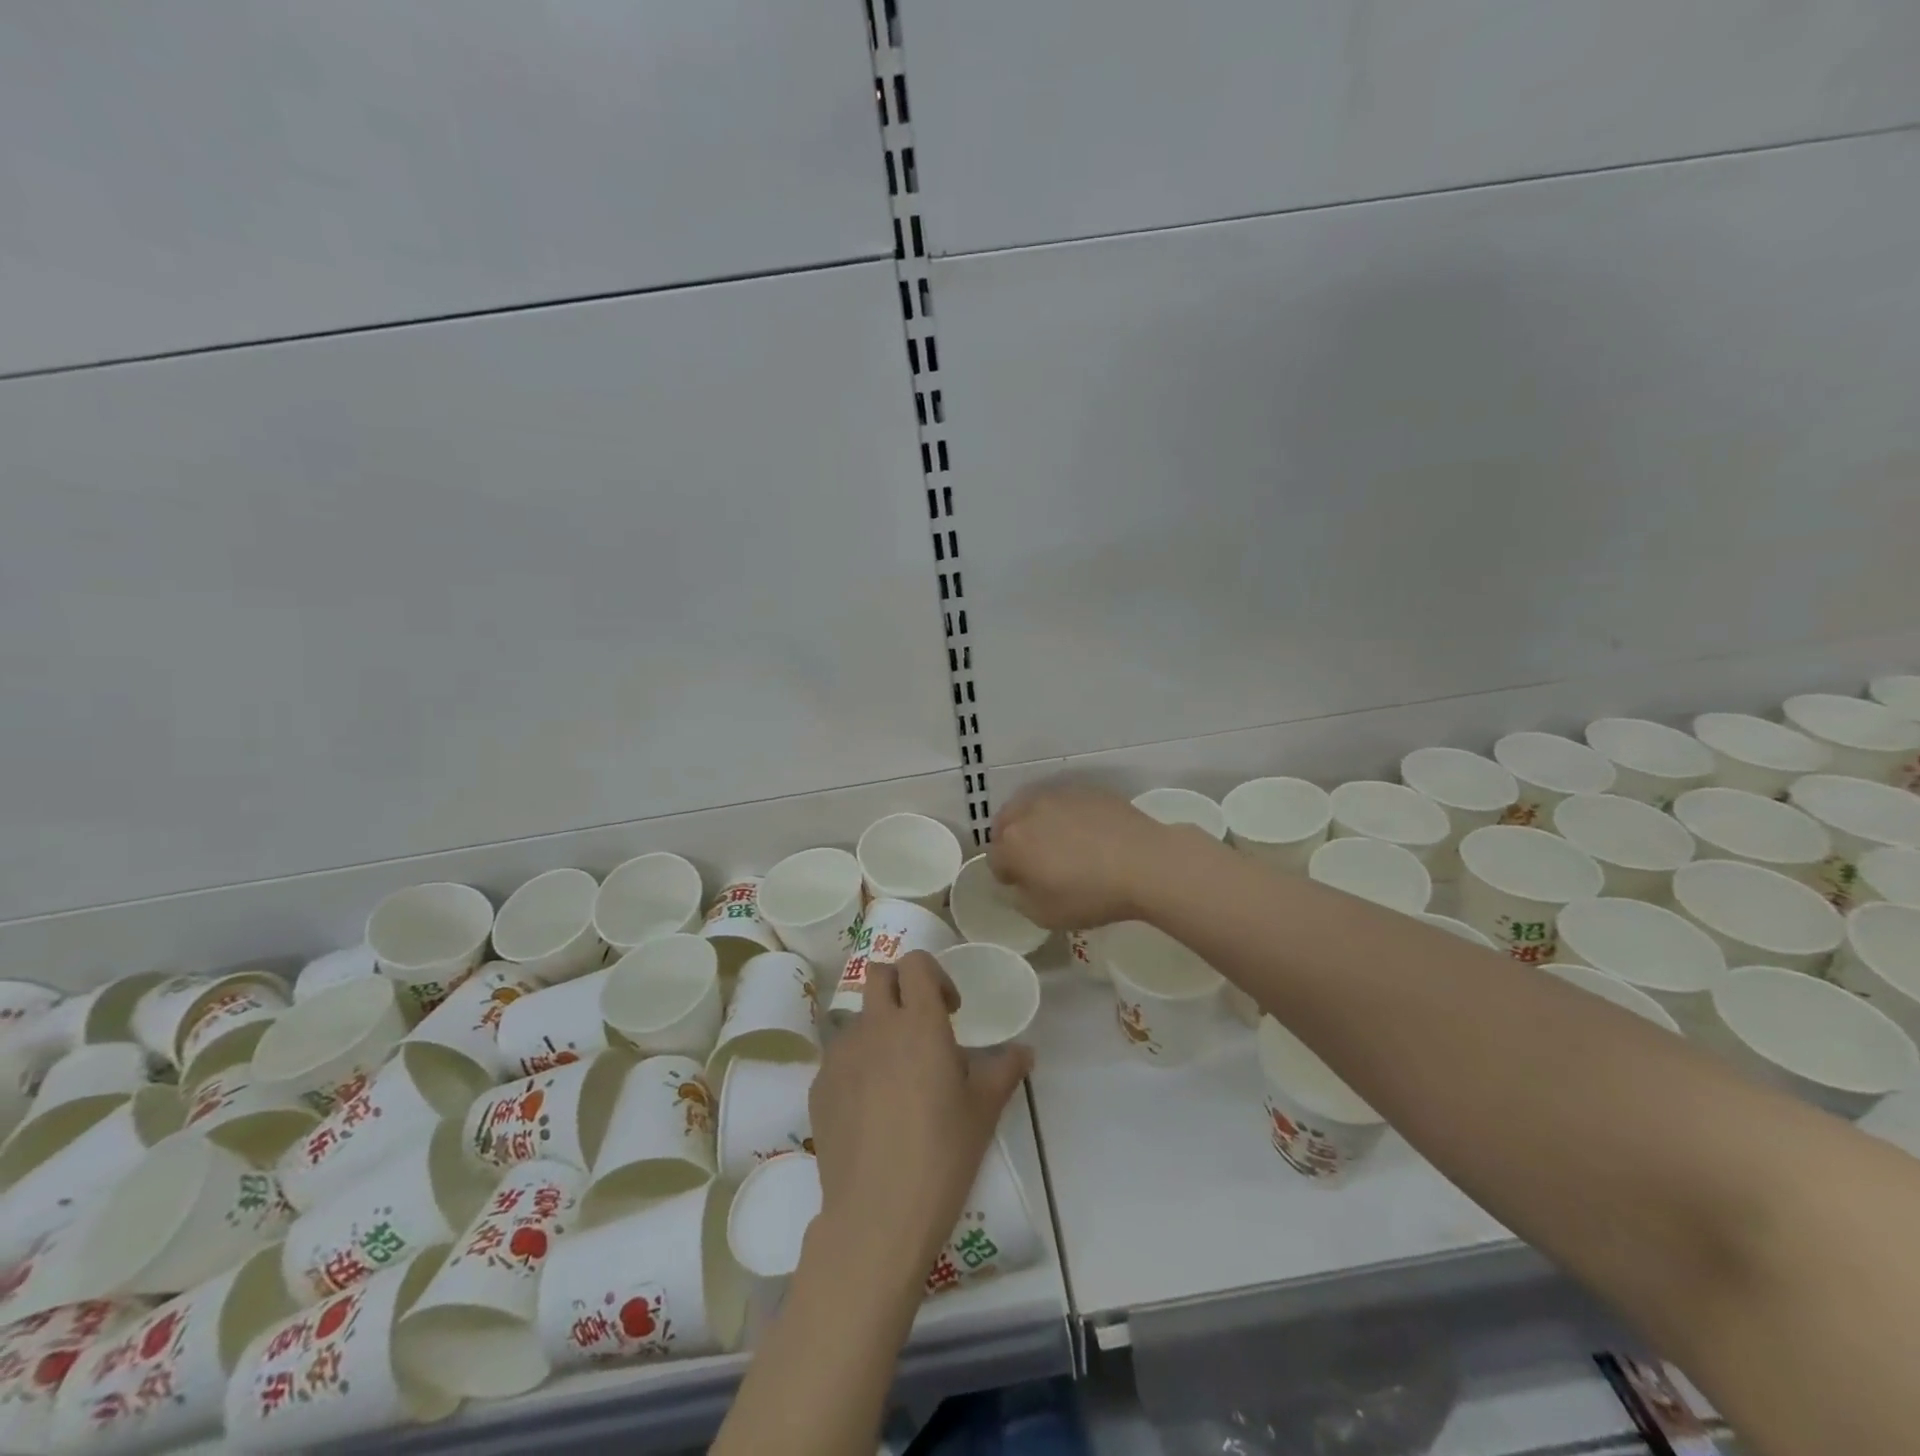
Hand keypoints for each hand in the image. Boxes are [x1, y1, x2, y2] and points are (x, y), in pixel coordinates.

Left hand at [807, 953, 1031, 1287]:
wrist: (876, 1216)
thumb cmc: (941, 1155)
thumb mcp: (983, 1110)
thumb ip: (1005, 1069)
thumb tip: (1024, 1050)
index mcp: (918, 1022)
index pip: (916, 963)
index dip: (934, 975)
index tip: (950, 1010)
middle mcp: (875, 1026)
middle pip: (879, 974)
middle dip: (900, 987)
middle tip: (921, 1027)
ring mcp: (841, 1054)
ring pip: (859, 1018)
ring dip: (879, 1030)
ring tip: (897, 1078)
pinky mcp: (819, 1085)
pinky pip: (840, 1058)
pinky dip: (858, 1066)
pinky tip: (872, 1110)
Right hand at [988, 783, 1182, 929]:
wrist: (1145, 863)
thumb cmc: (1090, 895)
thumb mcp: (1044, 915)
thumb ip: (1019, 898)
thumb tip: (1018, 883)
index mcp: (1011, 842)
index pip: (994, 859)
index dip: (1008, 876)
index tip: (1027, 887)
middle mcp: (1027, 811)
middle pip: (1006, 825)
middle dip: (1015, 843)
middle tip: (1040, 864)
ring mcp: (1057, 795)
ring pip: (1034, 809)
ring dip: (1038, 825)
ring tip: (1063, 845)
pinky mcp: (1085, 790)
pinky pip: (1064, 803)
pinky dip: (1066, 816)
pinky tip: (1088, 834)